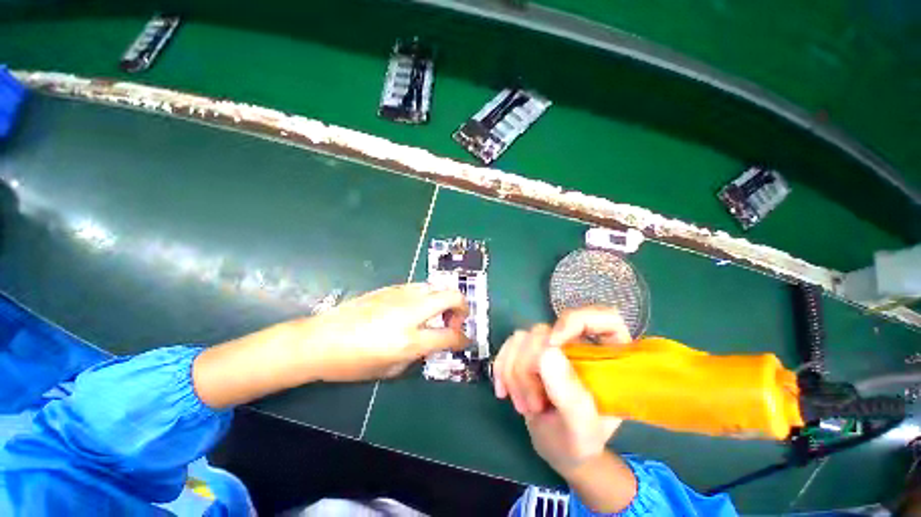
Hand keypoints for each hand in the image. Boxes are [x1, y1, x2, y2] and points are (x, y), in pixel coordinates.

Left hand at [293, 283, 468, 381]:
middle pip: (452, 297)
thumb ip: (419, 354)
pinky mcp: (391, 287)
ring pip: (437, 287)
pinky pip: (419, 287)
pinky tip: (415, 308)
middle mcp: (411, 311)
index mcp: (410, 339)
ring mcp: (401, 295)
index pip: (451, 335)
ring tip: (435, 314)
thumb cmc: (353, 363)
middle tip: (455, 321)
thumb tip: (433, 343)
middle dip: (462, 308)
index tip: (465, 341)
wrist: (321, 339)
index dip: (463, 339)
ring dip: (444, 300)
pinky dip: (427, 296)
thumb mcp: (390, 370)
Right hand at [493, 307, 629, 475]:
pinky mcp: (530, 349)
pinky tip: (504, 391)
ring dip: (514, 373)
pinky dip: (502, 368)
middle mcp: (579, 342)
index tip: (553, 344)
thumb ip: (570, 393)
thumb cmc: (578, 441)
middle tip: (533, 406)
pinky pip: (509, 345)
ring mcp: (552, 345)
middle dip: (530, 369)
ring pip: (522, 337)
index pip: (603, 317)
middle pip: (545, 332)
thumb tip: (546, 351)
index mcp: (608, 357)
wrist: (557, 446)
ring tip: (525, 406)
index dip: (575, 321)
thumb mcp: (581, 428)